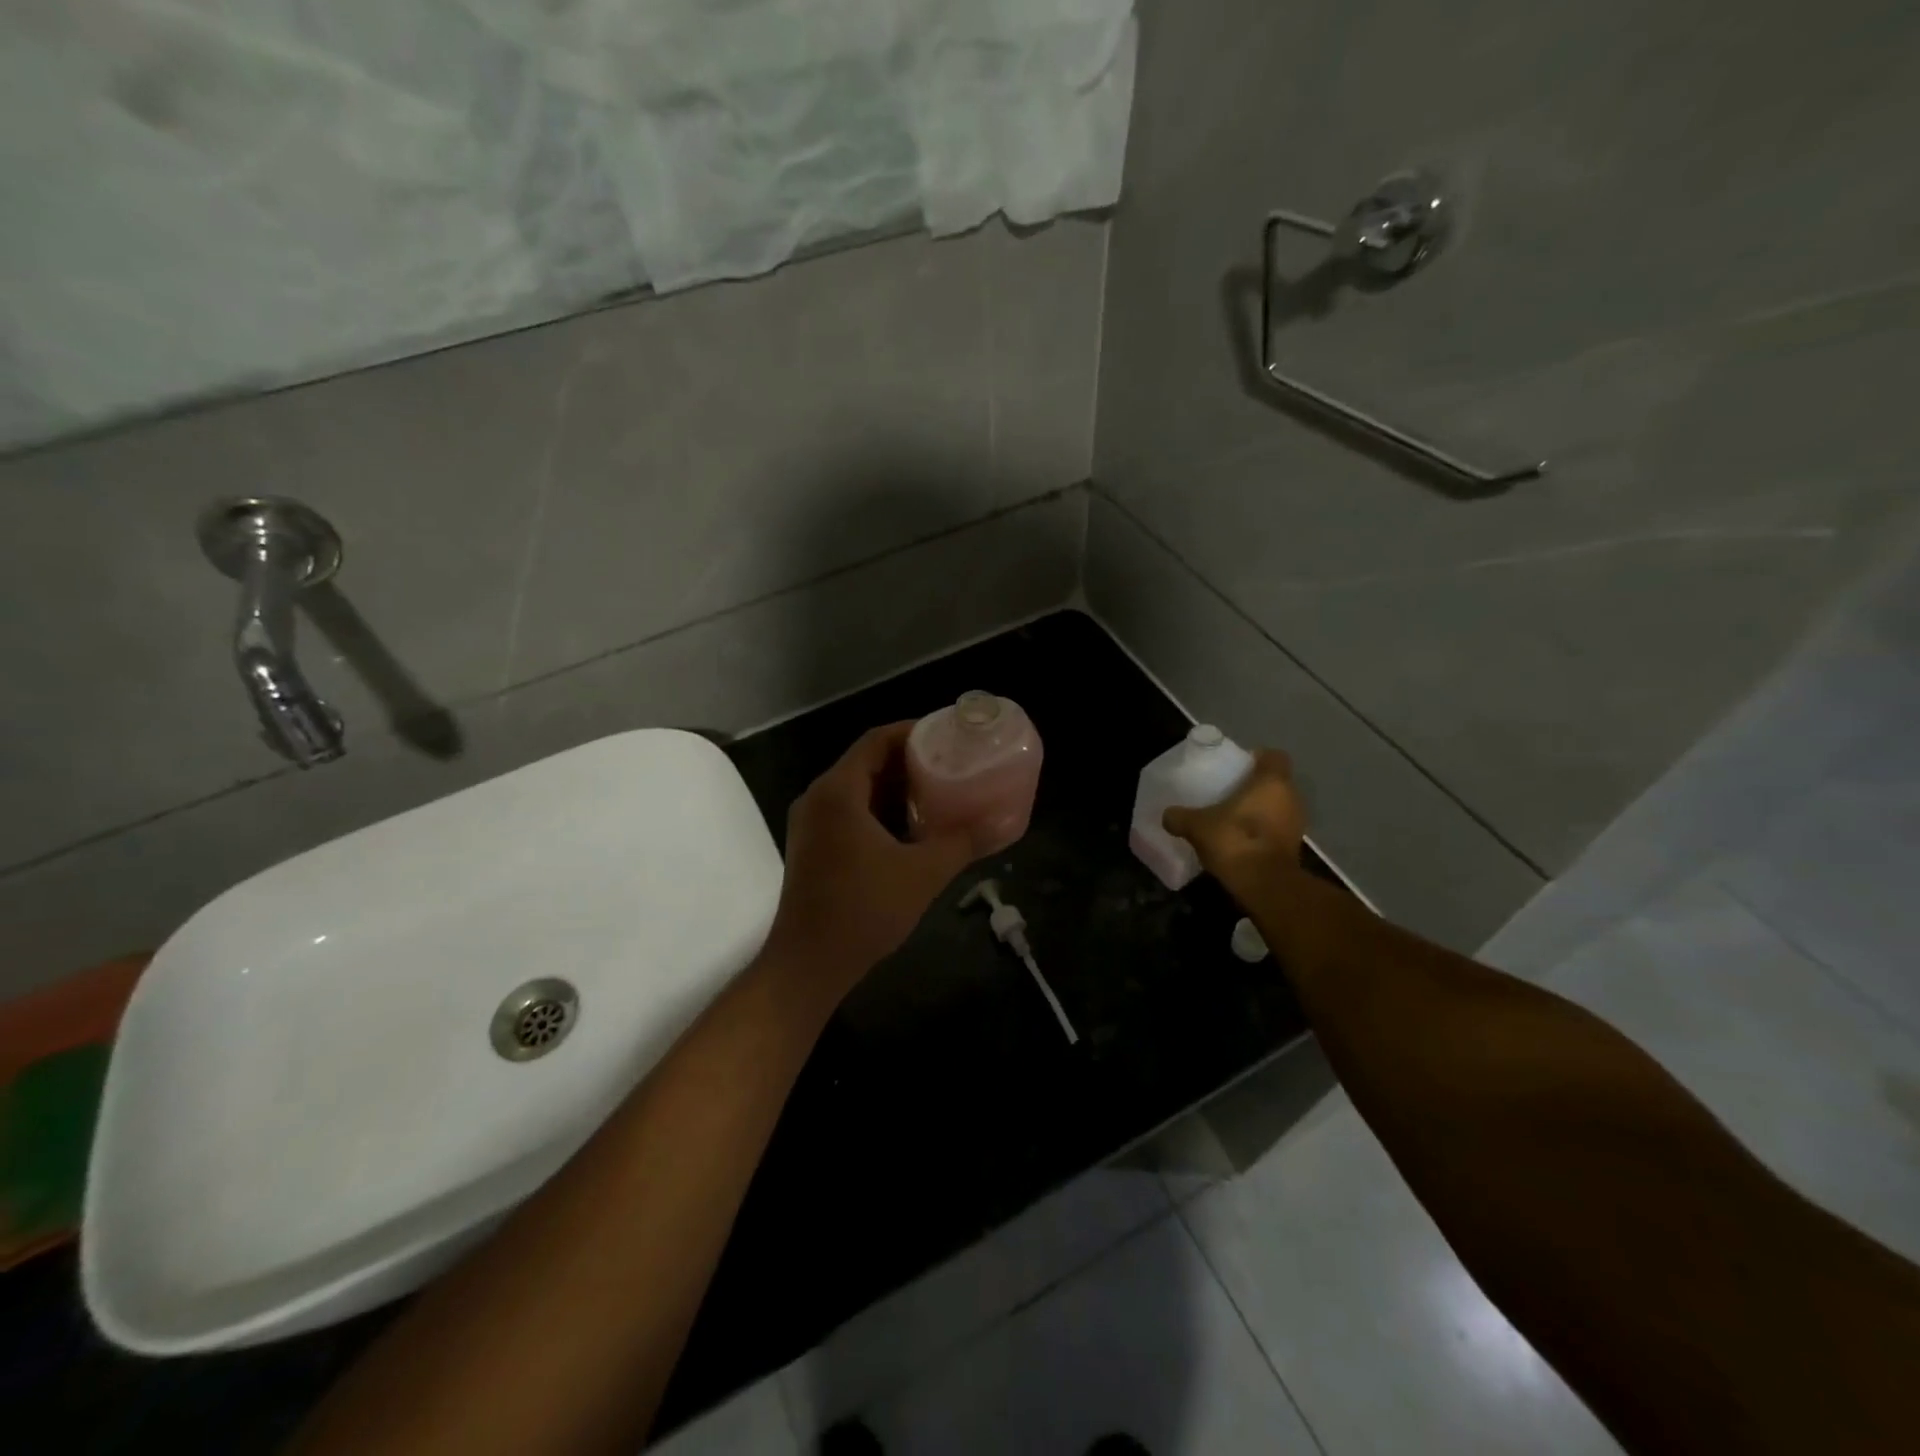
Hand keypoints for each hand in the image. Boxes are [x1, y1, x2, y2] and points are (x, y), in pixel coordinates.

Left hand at [760, 722, 976, 1005]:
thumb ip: (962, 842)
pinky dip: (880, 810)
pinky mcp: (812, 846)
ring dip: (895, 788)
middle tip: (951, 763)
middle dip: (909, 760)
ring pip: (858, 789)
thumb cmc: (863, 910)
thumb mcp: (922, 874)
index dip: (913, 731)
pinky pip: (849, 812)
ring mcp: (811, 823)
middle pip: (866, 761)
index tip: (948, 735)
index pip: (877, 740)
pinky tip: (912, 828)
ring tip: (939, 792)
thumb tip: (1000, 823)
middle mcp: (818, 798)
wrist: (808, 964)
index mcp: (838, 791)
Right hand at [1163, 749, 1307, 896]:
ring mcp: (1297, 824)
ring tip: (1233, 818)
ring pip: (1278, 807)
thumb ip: (1180, 817)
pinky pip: (1277, 830)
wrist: (1264, 884)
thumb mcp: (1197, 826)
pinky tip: (1240, 841)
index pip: (1274, 756)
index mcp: (1272, 782)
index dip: (1258, 758)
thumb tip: (1167, 815)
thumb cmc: (1234, 840)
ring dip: (1260, 811)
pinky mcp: (1294, 848)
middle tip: (1229, 793)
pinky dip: (1263, 832)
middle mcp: (1292, 798)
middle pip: (1276, 783)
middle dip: (1255, 787)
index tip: (1238, 766)